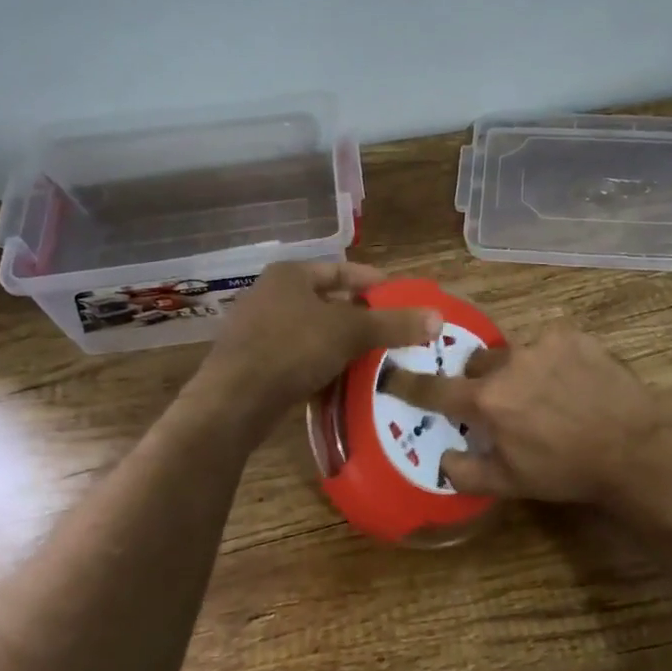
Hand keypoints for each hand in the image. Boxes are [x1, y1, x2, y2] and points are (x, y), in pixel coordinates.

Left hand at [195, 261, 441, 430]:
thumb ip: (393, 324)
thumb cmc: (292, 349)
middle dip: (363, 317)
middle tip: (397, 331)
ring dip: (345, 345)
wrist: (233, 401)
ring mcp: (261, 331)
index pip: (342, 269)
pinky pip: (301, 358)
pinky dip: (325, 366)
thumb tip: (438, 317)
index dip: (374, 281)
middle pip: (329, 301)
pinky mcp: (257, 363)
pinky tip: (348, 382)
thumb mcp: (349, 332)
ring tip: (380, 359)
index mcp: (291, 275)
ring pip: (316, 333)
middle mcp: (273, 296)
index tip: (403, 296)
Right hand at [381, 322, 671, 505]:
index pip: (435, 390)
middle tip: (501, 404)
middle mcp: (509, 363)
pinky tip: (571, 382)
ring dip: (518, 370)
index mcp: (488, 401)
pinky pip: (547, 343)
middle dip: (481, 382)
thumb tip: (442, 459)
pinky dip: (550, 360)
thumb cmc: (567, 470)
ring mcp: (543, 344)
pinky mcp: (573, 335)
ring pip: (513, 352)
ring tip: (545, 394)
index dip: (410, 385)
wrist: (633, 448)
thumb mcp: (511, 483)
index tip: (392, 376)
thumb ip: (466, 472)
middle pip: (477, 365)